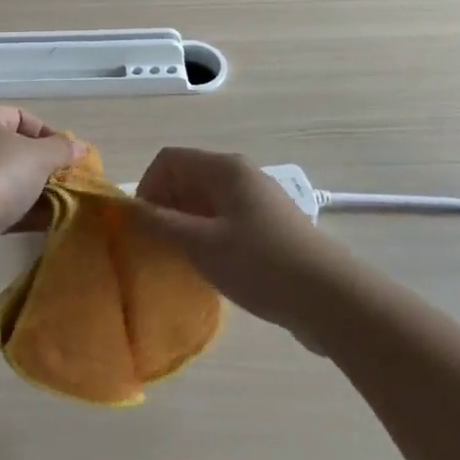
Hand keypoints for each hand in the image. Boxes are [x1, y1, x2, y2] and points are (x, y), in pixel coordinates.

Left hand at [0, 104, 81, 255]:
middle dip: (42, 166)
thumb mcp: (38, 157)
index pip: (21, 117)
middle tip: (66, 182)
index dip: (49, 135)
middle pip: (12, 148)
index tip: (70, 158)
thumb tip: (80, 147)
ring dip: (33, 191)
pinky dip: (19, 211)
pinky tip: (43, 223)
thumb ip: (61, 149)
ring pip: (5, 178)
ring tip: (60, 204)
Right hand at [129, 147, 344, 337]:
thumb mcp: (201, 244)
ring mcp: (259, 200)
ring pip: (207, 201)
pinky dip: (210, 235)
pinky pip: (226, 219)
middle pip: (188, 177)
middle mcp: (241, 175)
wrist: (331, 299)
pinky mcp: (271, 226)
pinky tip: (213, 267)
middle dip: (166, 206)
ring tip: (183, 259)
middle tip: (159, 245)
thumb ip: (160, 224)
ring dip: (187, 223)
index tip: (143, 225)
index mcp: (224, 168)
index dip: (147, 186)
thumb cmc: (260, 264)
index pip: (169, 159)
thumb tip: (128, 208)